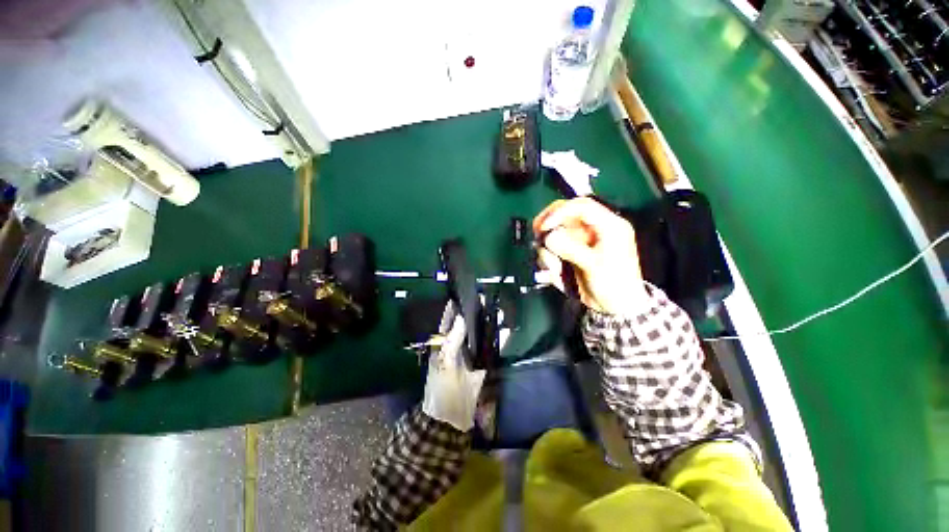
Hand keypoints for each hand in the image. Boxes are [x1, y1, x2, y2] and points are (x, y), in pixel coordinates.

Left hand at [421, 303, 485, 431]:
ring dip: (484, 325)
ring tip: (495, 310)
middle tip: (484, 299)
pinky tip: (503, 332)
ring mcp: (467, 356)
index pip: (447, 322)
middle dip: (472, 314)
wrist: (451, 418)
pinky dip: (494, 340)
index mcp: (443, 345)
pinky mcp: (479, 365)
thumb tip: (460, 318)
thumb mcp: (445, 364)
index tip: (460, 294)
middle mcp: (455, 348)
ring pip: (476, 336)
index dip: (452, 309)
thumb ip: (452, 341)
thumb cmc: (443, 390)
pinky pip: (487, 349)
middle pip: (464, 326)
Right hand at [533, 197, 648, 315]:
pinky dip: (548, 258)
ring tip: (553, 268)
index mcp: (608, 226)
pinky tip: (553, 271)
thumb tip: (549, 237)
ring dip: (548, 249)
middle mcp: (592, 230)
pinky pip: (553, 248)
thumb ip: (572, 249)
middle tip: (538, 236)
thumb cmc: (613, 285)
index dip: (560, 212)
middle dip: (548, 226)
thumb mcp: (594, 266)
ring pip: (555, 233)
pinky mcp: (571, 252)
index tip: (544, 227)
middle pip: (565, 215)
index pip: (582, 207)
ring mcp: (580, 241)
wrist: (615, 308)